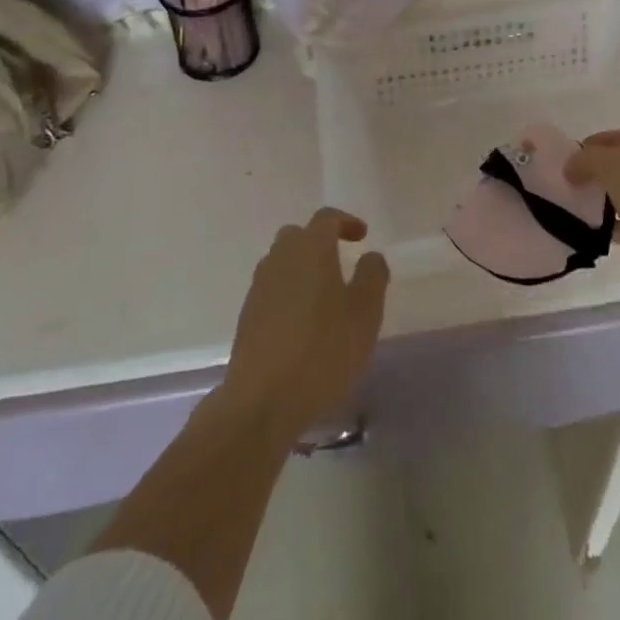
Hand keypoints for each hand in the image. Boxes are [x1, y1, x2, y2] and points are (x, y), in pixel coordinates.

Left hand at [220, 208, 389, 443]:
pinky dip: (289, 294)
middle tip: (340, 262)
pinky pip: (272, 290)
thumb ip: (372, 276)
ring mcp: (259, 287)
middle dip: (320, 242)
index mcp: (310, 248)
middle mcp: (280, 258)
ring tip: (323, 296)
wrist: (261, 402)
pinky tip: (302, 324)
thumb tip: (370, 256)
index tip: (362, 236)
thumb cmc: (323, 350)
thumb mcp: (365, 314)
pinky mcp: (247, 317)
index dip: (346, 221)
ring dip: (302, 269)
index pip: (326, 218)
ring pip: (282, 262)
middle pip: (298, 236)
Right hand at [568, 127, 619, 308]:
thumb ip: (588, 159)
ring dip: (609, 200)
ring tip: (581, 206)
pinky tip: (596, 230)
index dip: (598, 143)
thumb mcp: (615, 166)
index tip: (571, 158)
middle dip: (602, 172)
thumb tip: (571, 167)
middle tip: (574, 181)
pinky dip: (618, 226)